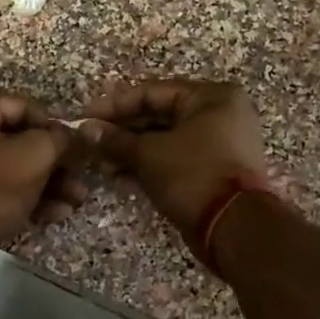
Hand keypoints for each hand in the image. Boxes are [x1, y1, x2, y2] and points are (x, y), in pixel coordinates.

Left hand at [0, 93, 84, 273]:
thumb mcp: (36, 154)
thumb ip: (60, 138)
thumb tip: (73, 135)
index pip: (21, 106)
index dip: (53, 126)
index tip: (77, 145)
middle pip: (17, 139)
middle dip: (54, 162)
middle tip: (81, 175)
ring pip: (10, 166)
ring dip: (47, 182)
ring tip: (77, 199)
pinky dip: (26, 196)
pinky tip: (57, 212)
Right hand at [78, 79, 268, 238]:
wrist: (234, 226)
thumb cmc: (193, 174)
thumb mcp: (149, 153)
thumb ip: (116, 139)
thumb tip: (86, 130)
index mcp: (211, 97)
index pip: (152, 92)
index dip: (115, 105)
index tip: (85, 117)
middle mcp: (219, 115)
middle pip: (158, 116)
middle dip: (121, 132)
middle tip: (91, 144)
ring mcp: (219, 145)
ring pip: (165, 141)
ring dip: (131, 153)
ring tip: (101, 166)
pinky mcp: (213, 172)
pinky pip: (175, 161)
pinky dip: (149, 167)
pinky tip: (119, 178)